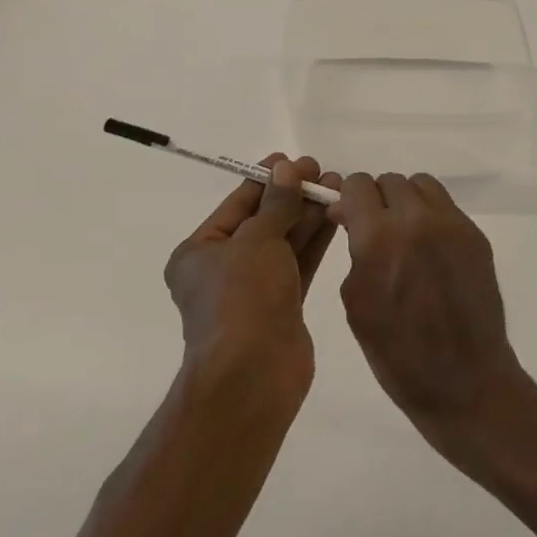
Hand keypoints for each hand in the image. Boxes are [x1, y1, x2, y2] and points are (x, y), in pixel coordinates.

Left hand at [164, 155, 339, 396]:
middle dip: (292, 196)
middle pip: (262, 221)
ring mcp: (252, 291)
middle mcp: (222, 269)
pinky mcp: (281, 308)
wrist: (253, 377)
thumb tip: (288, 169)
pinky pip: (297, 265)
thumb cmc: (242, 298)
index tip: (293, 160)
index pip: (236, 204)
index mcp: (199, 252)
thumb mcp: (258, 240)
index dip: (265, 179)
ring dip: (307, 215)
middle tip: (323, 172)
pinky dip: (314, 242)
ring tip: (336, 187)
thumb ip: (277, 203)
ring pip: (283, 243)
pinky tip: (335, 217)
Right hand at [332, 172, 529, 457]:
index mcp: (378, 237)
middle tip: (376, 233)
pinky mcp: (475, 236)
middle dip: (376, 201)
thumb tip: (353, 219)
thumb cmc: (397, 353)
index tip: (349, 221)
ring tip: (406, 237)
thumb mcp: (357, 301)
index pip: (357, 185)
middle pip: (388, 181)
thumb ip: (354, 250)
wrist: (465, 383)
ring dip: (406, 203)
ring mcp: (451, 225)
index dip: (349, 200)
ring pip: (420, 185)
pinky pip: (445, 207)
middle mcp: (415, 219)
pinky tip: (431, 252)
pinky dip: (431, 218)